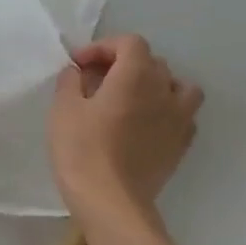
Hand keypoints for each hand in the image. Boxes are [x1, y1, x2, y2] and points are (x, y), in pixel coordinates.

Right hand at [49, 35, 202, 222]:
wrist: (111, 201)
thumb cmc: (82, 150)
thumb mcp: (63, 110)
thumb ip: (70, 82)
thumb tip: (78, 72)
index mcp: (136, 75)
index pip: (129, 43)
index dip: (103, 48)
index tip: (79, 65)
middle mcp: (164, 90)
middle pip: (152, 62)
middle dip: (124, 64)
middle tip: (96, 81)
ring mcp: (179, 118)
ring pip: (178, 86)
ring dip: (155, 85)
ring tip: (132, 99)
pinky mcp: (182, 144)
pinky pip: (183, 115)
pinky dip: (167, 111)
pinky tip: (146, 124)